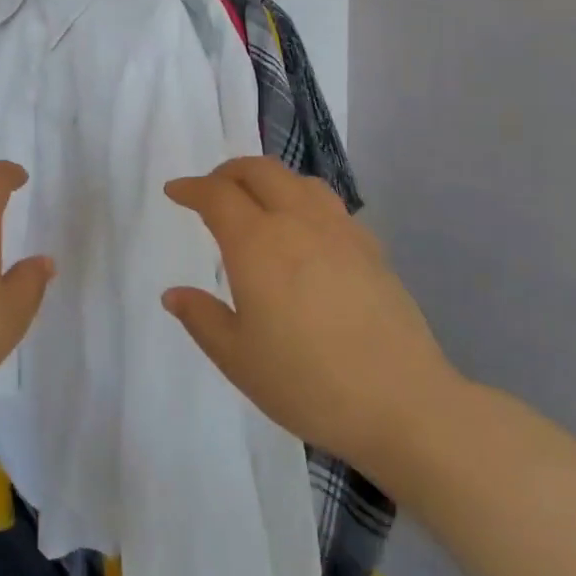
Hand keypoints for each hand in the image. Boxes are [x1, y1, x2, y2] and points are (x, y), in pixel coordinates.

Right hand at [163, 157, 459, 475]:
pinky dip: (303, 201)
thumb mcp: (238, 358)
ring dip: (269, 179)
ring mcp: (340, 232)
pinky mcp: (371, 249)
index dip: (191, 188)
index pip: (217, 195)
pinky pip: (329, 204)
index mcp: (257, 244)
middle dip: (228, 172)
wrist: (402, 404)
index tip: (175, 191)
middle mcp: (297, 223)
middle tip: (211, 190)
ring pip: (299, 181)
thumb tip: (173, 294)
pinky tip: (304, 233)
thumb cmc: (307, 382)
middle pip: (259, 171)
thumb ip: (201, 318)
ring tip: (257, 202)